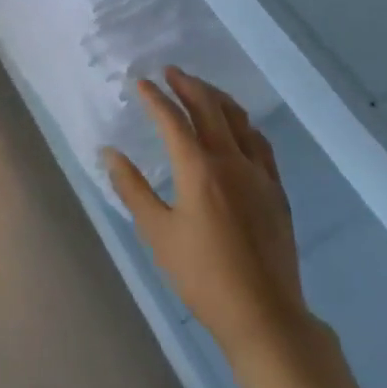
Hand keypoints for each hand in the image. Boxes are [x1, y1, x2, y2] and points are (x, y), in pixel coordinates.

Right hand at [104, 67, 311, 358]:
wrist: (265, 315)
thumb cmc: (203, 276)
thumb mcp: (158, 234)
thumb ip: (132, 188)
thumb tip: (109, 153)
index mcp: (198, 169)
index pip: (172, 120)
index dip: (154, 98)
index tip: (140, 83)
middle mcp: (231, 160)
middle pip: (209, 108)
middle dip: (187, 85)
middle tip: (170, 72)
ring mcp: (259, 173)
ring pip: (239, 119)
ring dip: (216, 98)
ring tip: (200, 89)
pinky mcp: (276, 189)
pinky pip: (259, 141)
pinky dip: (242, 123)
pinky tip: (238, 126)